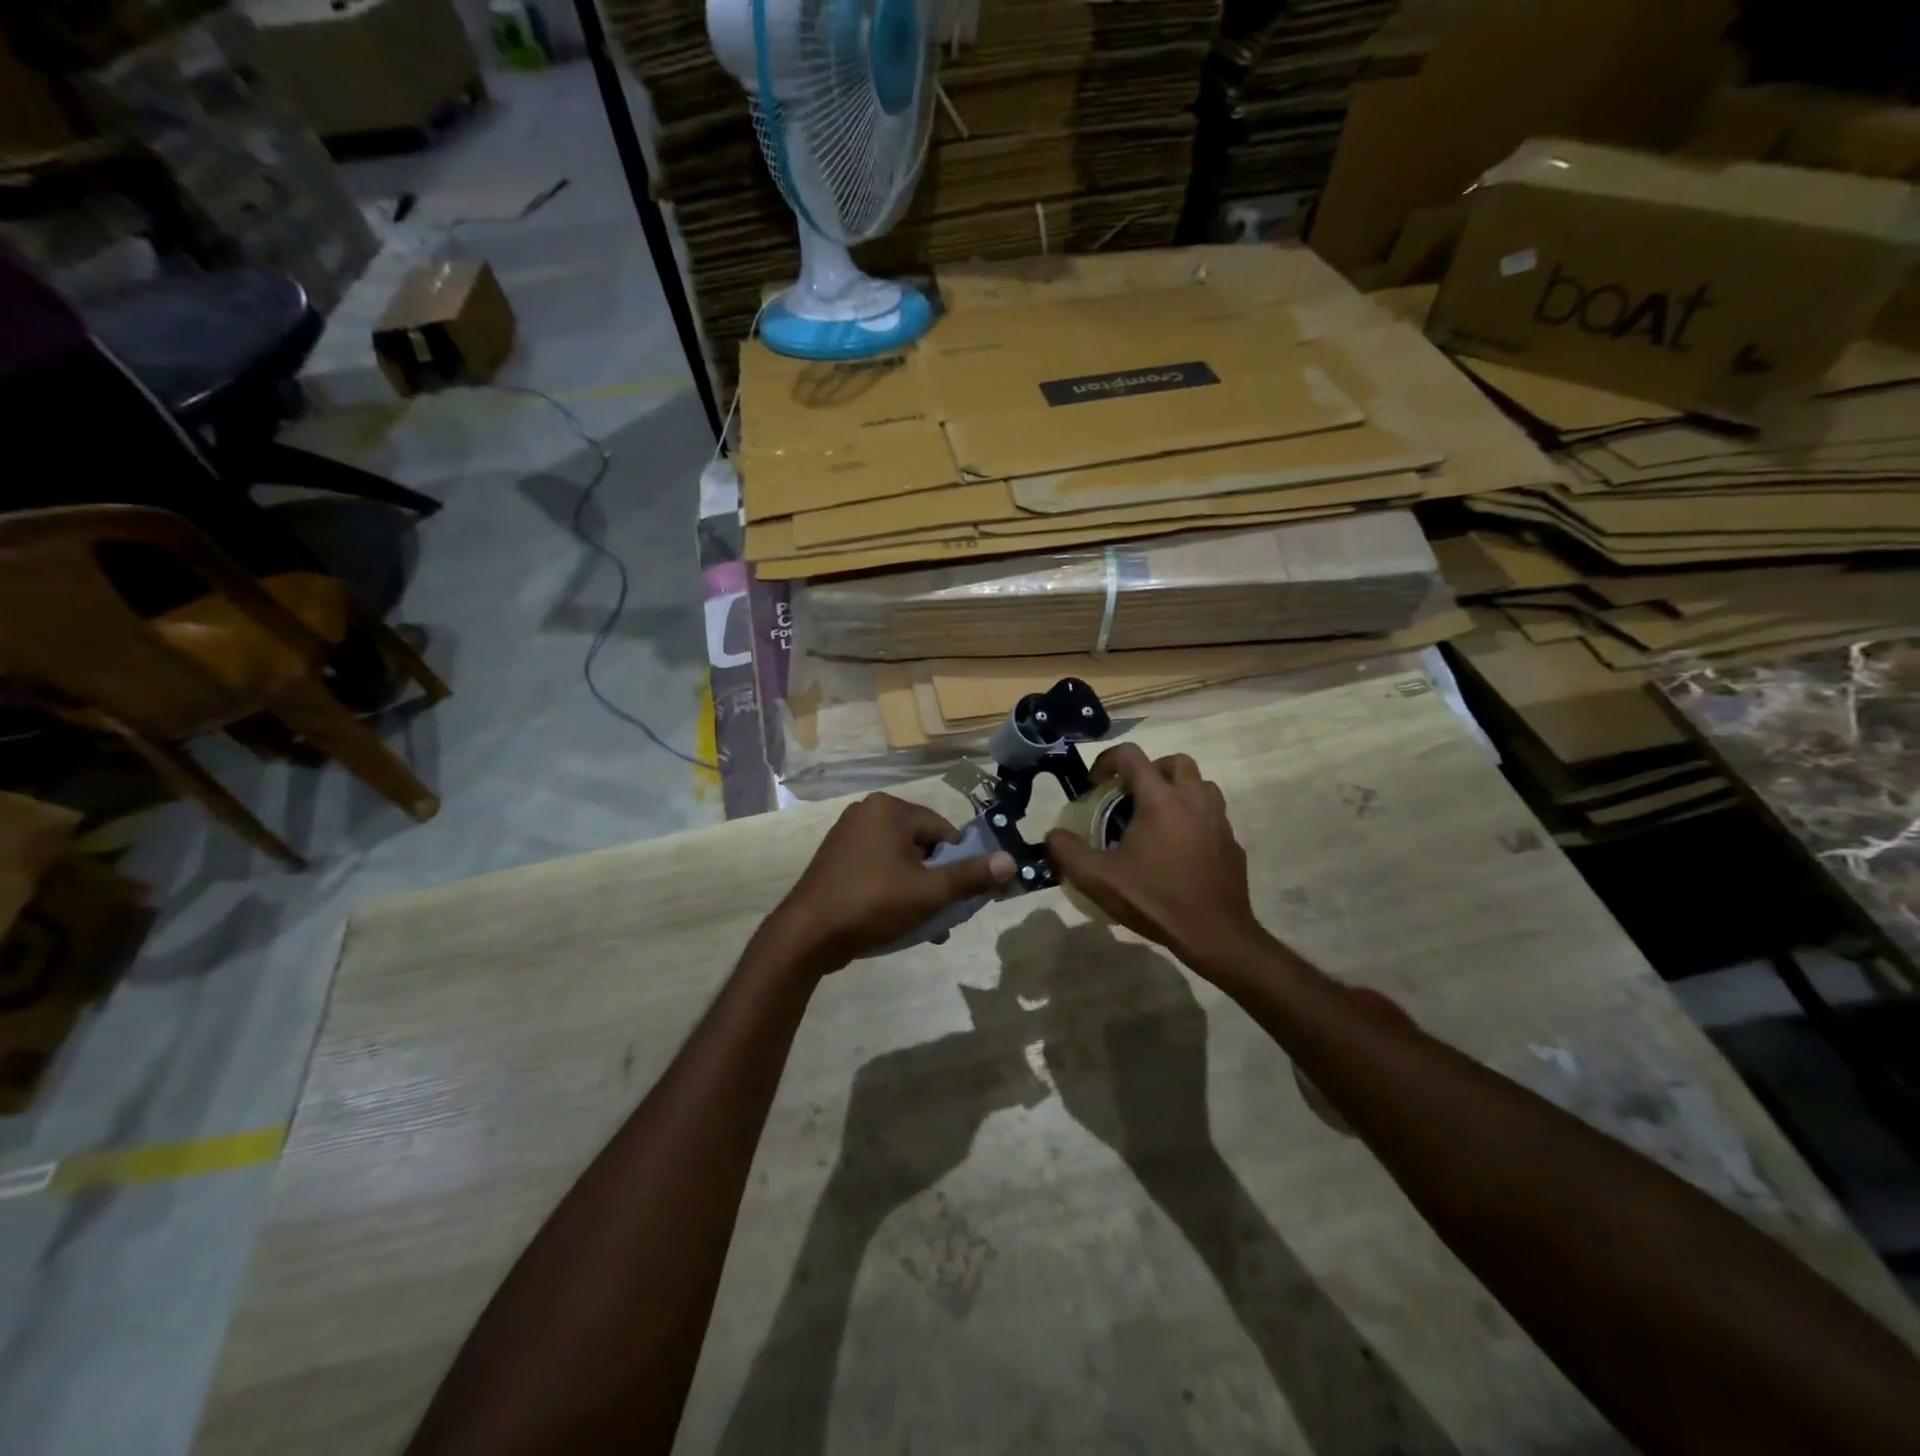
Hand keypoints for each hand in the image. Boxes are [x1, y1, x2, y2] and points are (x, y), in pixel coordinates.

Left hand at [768, 793, 1015, 973]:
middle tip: (941, 915)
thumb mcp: (929, 892)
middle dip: (936, 881)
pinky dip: (891, 890)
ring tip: (923, 926)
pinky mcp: (835, 859)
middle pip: (922, 845)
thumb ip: (971, 876)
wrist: (806, 935)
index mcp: (889, 809)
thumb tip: (1011, 861)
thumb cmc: (872, 904)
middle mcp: (867, 812)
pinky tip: (896, 921)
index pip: (942, 831)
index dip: (956, 864)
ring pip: (900, 860)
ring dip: (917, 890)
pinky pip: (877, 869)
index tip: (958, 896)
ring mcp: (847, 835)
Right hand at [1045, 745, 1266, 974]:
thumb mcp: (1098, 879)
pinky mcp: (1232, 843)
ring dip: (1178, 790)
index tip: (1095, 785)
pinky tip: (1181, 848)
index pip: (1131, 755)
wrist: (1215, 934)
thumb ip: (1068, 852)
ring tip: (1158, 816)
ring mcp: (1218, 820)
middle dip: (1150, 770)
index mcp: (1160, 799)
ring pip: (1202, 784)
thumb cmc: (1155, 900)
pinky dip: (1195, 818)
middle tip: (1131, 795)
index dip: (1107, 761)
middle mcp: (1193, 800)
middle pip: (1175, 762)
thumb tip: (1053, 836)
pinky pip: (1214, 816)